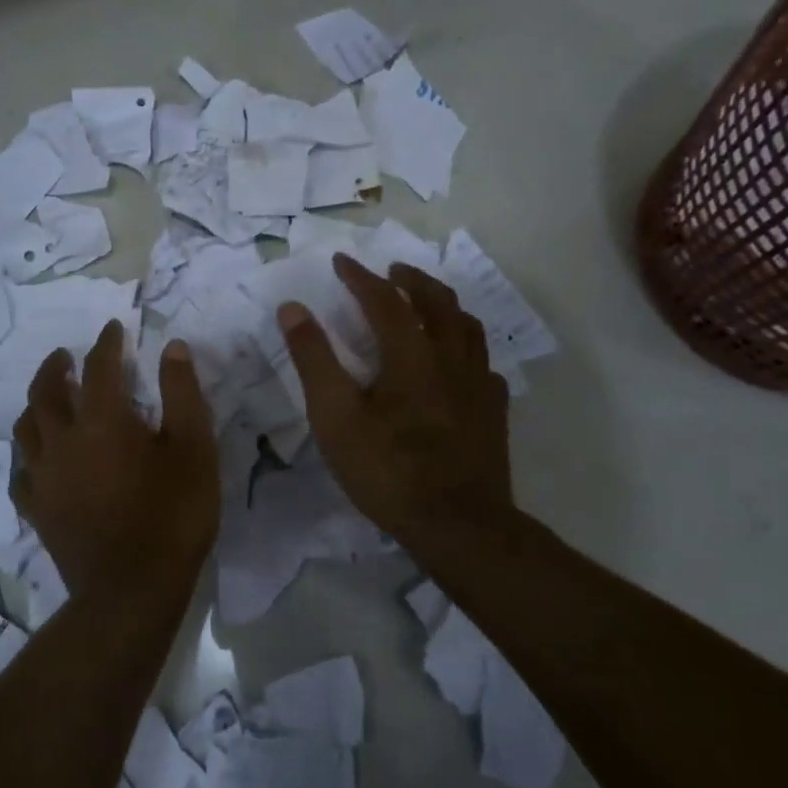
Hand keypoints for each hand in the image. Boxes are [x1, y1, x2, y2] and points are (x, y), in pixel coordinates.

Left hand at [11, 319, 218, 596]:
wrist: (133, 590)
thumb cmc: (173, 514)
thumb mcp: (195, 448)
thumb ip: (182, 393)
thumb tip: (172, 348)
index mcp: (102, 420)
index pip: (99, 367)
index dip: (107, 344)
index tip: (113, 330)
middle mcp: (63, 441)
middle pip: (46, 392)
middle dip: (56, 367)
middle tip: (64, 357)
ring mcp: (44, 478)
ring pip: (26, 428)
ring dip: (36, 405)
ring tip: (47, 399)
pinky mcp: (37, 511)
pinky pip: (22, 473)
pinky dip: (29, 456)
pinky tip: (38, 460)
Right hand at [278, 254, 513, 541]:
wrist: (458, 525)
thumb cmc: (388, 470)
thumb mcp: (335, 417)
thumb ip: (314, 360)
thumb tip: (293, 309)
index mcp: (412, 354)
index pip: (385, 299)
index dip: (361, 277)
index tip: (341, 261)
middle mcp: (451, 358)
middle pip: (438, 301)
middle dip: (411, 280)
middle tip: (391, 273)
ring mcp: (479, 384)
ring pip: (468, 327)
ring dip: (444, 305)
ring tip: (426, 304)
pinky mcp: (494, 411)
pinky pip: (483, 364)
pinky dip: (466, 349)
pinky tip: (457, 363)